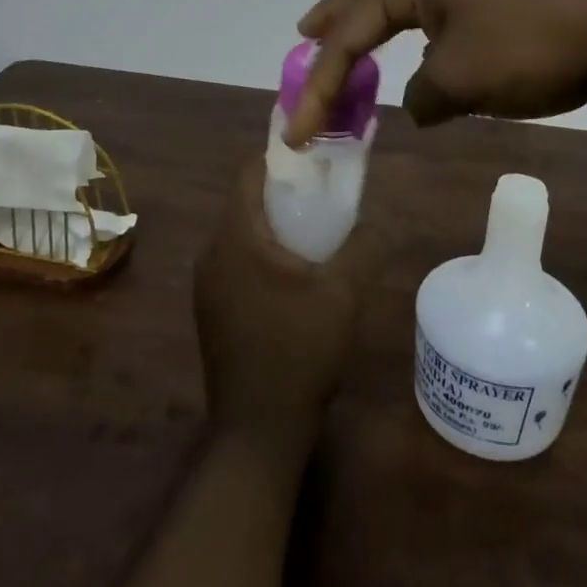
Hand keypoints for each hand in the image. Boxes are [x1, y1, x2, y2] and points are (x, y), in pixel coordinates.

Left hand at [194, 160, 379, 457]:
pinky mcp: (213, 308)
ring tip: (318, 235)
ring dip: (277, 226)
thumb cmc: (299, 351)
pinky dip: (265, 253)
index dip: (282, 156)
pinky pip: (238, 261)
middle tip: (326, 196)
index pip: (249, 172)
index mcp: (236, 238)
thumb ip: (364, 246)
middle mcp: (212, 253)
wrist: (258, 429)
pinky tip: (297, 277)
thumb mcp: (344, 294)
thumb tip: (378, 221)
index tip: (316, 157)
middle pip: (246, 201)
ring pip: (243, 233)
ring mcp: (208, 284)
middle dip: (286, 192)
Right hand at [286, 0, 586, 144]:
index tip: (298, 128)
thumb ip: (424, 95)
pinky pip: (445, 20)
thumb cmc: (530, 43)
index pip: (351, 30)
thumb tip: (421, 100)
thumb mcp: (462, 80)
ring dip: (379, 28)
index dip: (320, 81)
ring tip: (359, 45)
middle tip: (305, 33)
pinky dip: (421, 40)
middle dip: (336, 19)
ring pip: (410, 7)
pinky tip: (427, 57)